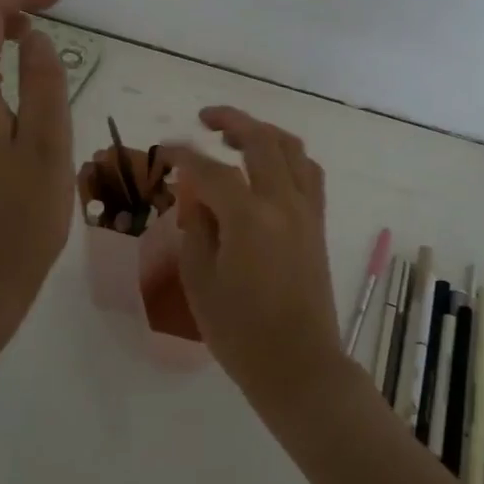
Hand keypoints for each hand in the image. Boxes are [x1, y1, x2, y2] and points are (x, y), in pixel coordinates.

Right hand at [162, 107, 342, 415]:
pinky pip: (308, 173)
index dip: (184, 156)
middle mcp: (283, 203)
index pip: (211, 170)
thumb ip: (196, 229)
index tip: (165, 151)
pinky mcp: (318, 224)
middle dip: (231, 121)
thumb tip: (196, 196)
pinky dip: (287, 156)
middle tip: (205, 118)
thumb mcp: (200, 281)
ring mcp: (306, 211)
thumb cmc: (240, 332)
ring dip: (264, 132)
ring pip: (292, 149)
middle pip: (261, 141)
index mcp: (249, 218)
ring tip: (237, 135)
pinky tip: (268, 166)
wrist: (298, 365)